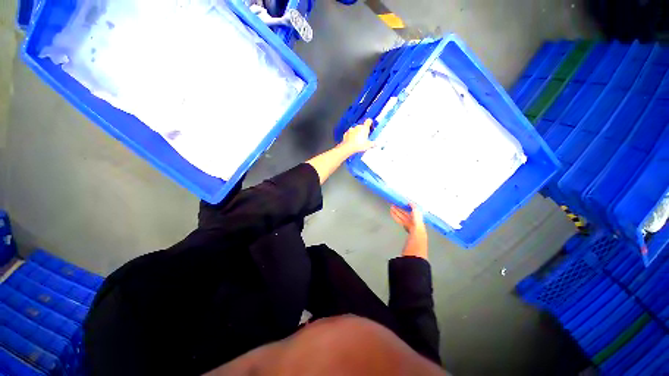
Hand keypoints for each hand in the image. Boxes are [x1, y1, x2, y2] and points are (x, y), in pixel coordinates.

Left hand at [339, 119, 374, 154]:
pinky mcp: (346, 133)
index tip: (370, 125)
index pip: (368, 121)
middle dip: (363, 131)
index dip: (370, 122)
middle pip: (362, 126)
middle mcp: (358, 127)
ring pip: (355, 130)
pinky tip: (352, 141)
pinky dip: (351, 136)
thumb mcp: (368, 145)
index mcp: (364, 128)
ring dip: (356, 133)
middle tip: (364, 137)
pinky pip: (350, 134)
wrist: (348, 147)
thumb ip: (373, 144)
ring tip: (357, 140)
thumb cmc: (358, 145)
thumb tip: (375, 144)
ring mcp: (351, 130)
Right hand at [391, 204, 427, 258]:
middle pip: (407, 216)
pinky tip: (395, 217)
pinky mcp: (408, 236)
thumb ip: (416, 216)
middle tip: (392, 204)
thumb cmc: (415, 245)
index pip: (413, 213)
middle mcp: (416, 227)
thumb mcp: (417, 229)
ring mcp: (412, 232)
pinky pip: (403, 224)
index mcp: (419, 225)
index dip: (408, 206)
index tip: (401, 201)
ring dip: (398, 214)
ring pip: (404, 220)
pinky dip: (399, 220)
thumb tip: (412, 204)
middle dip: (400, 209)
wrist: (414, 260)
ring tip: (391, 208)